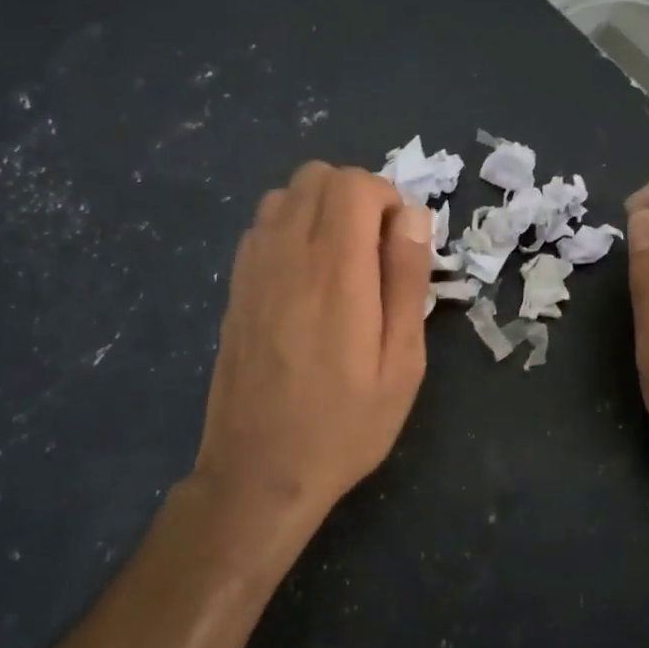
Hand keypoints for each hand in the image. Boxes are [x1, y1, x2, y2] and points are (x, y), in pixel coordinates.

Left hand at [193, 162, 434, 525]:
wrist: (259, 471)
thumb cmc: (345, 424)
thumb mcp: (401, 362)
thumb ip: (406, 280)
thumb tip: (413, 216)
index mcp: (335, 270)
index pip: (355, 185)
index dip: (388, 199)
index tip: (401, 245)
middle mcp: (287, 254)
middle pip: (317, 176)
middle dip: (357, 196)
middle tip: (377, 250)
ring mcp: (252, 268)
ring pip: (285, 194)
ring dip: (321, 209)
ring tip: (343, 261)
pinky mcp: (234, 287)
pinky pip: (261, 226)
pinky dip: (291, 228)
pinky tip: (307, 278)